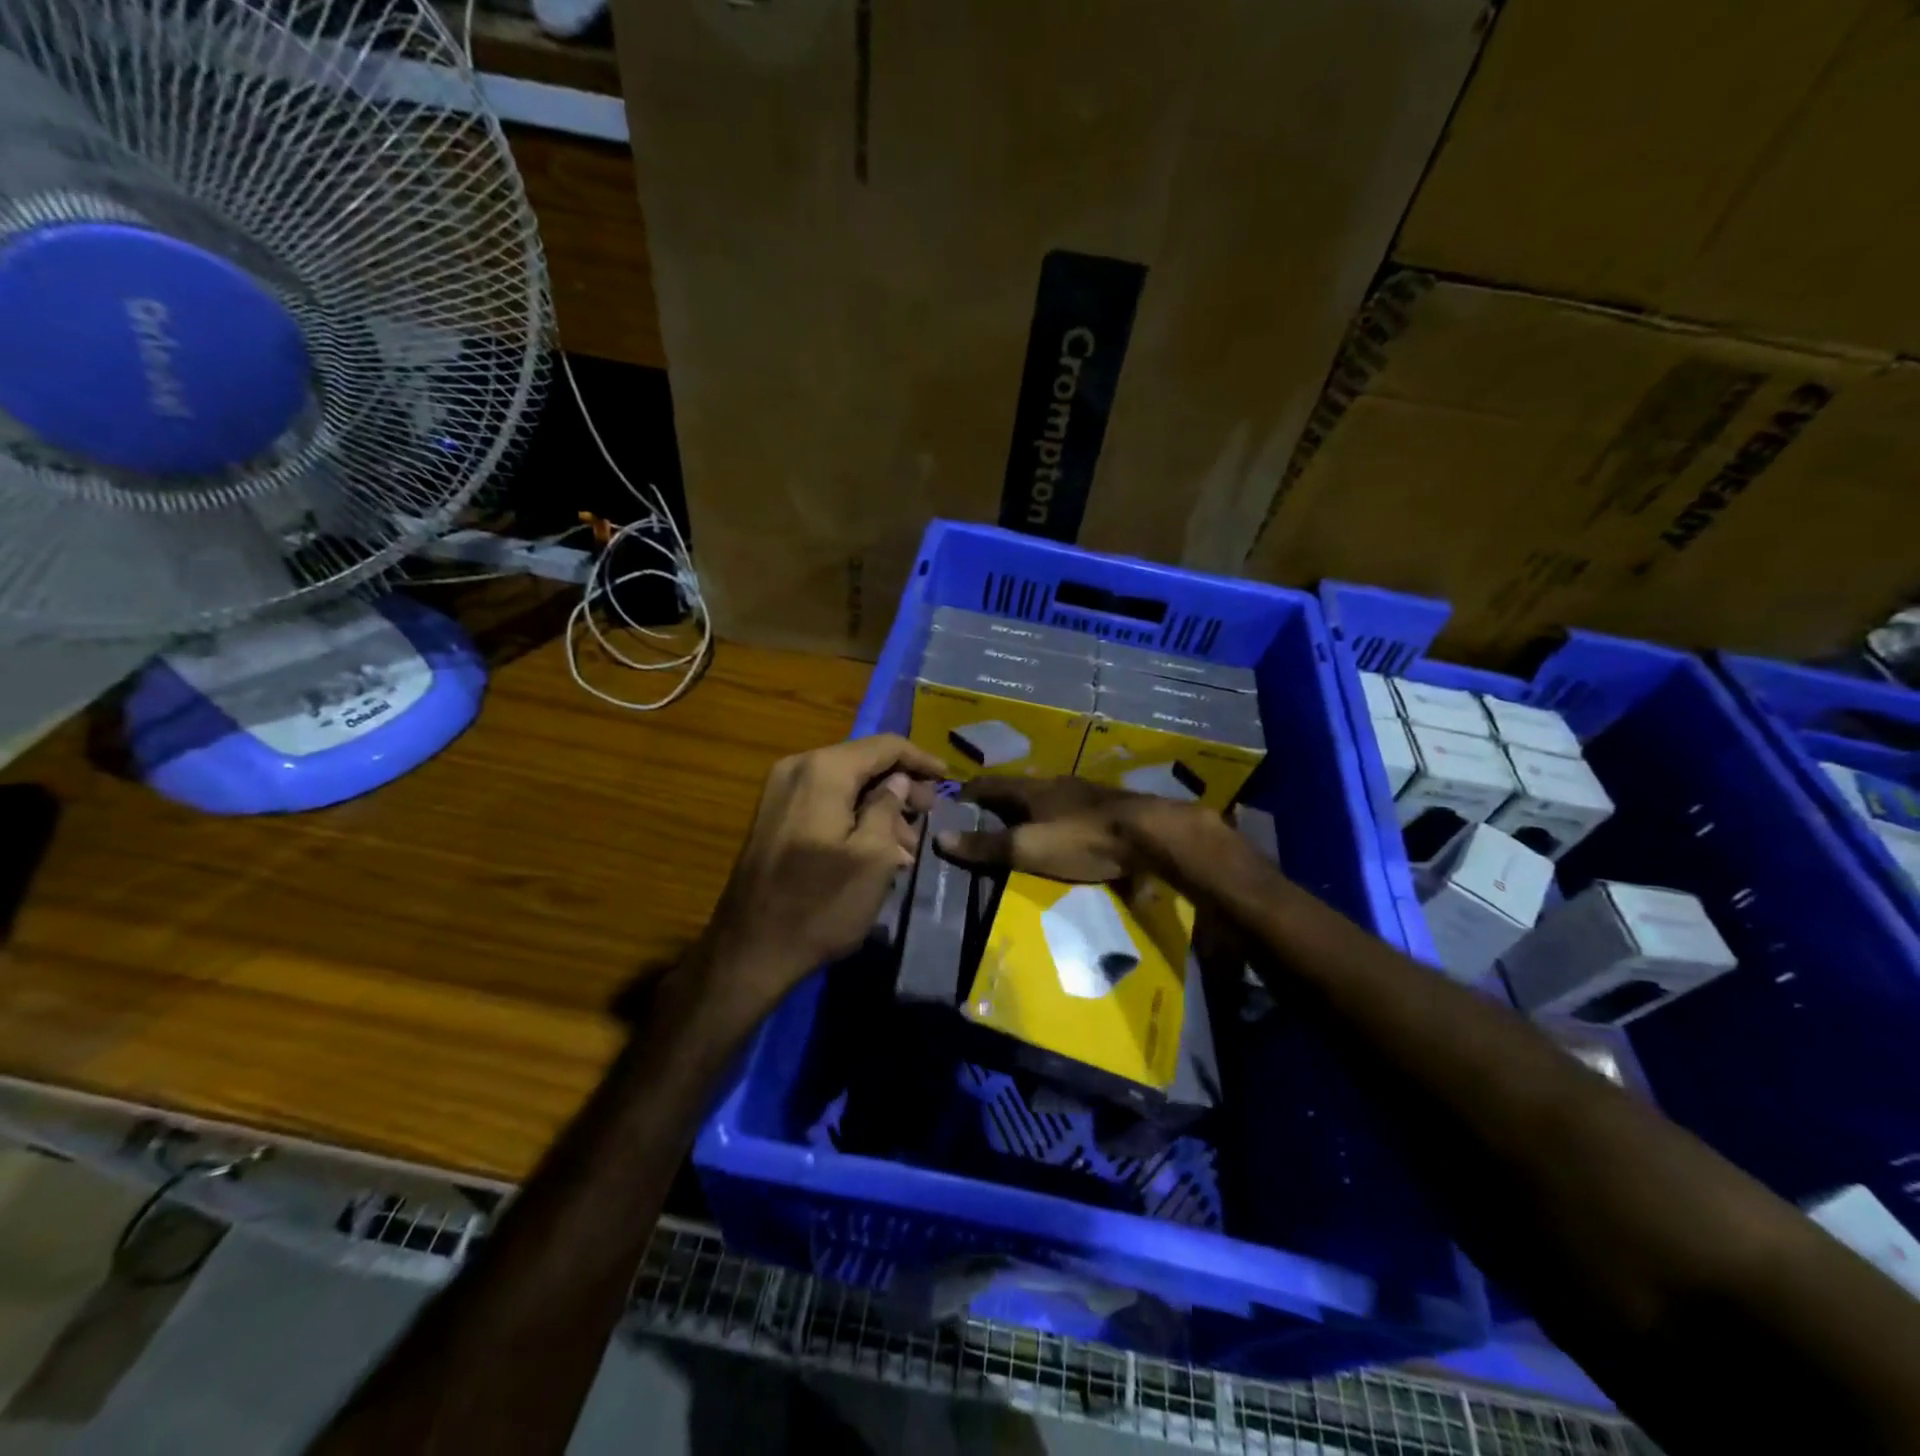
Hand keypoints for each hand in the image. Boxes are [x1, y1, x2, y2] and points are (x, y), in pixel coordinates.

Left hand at [698, 735, 944, 1023]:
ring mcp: (780, 792)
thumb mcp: (873, 857)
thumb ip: (889, 807)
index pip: (885, 746)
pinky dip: (854, 817)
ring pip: (845, 785)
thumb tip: (898, 780)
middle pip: (863, 762)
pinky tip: (876, 850)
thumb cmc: (821, 904)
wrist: (750, 950)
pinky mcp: (774, 817)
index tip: (948, 778)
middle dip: (901, 787)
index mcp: (824, 770)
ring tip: (907, 847)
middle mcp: (797, 768)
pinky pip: (825, 802)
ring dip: (879, 808)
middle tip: (929, 816)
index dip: (920, 759)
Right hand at [937, 776, 1230, 883]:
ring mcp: (1085, 793)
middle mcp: (1056, 783)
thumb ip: (985, 846)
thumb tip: (938, 838)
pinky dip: (1059, 817)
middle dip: (1001, 798)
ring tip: (1023, 823)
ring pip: (1049, 795)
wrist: (1148, 834)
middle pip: (1020, 787)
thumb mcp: (1026, 848)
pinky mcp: (1109, 807)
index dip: (969, 791)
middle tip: (985, 814)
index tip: (953, 799)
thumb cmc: (1080, 839)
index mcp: (1031, 789)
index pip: (989, 784)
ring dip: (1032, 806)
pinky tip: (1065, 829)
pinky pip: (1073, 808)